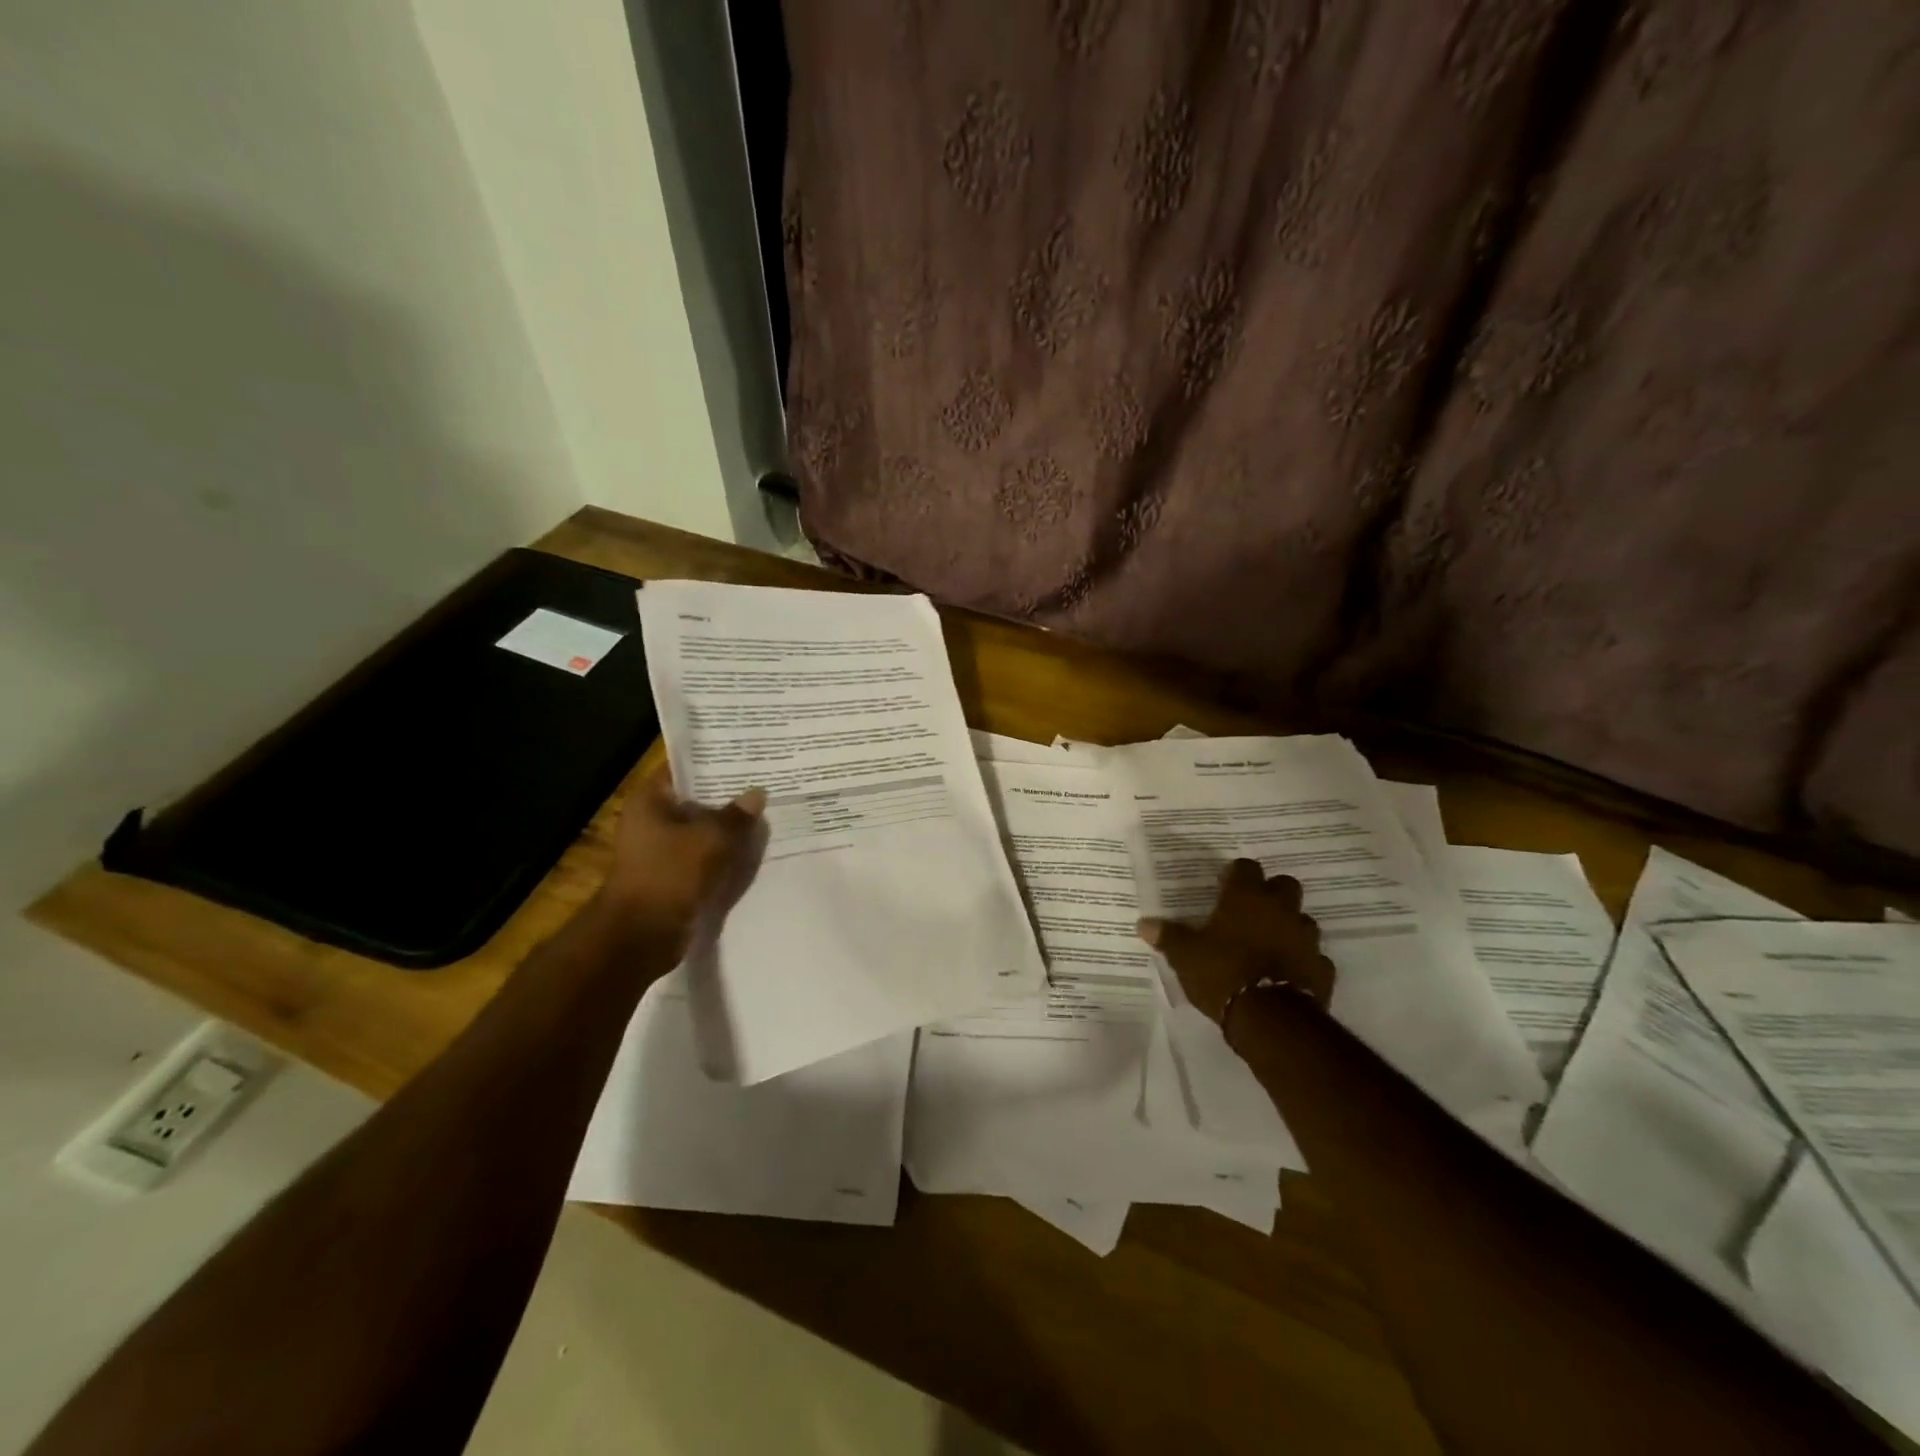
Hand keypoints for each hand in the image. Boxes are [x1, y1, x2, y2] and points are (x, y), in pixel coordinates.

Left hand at [598, 765, 767, 953]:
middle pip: (694, 801)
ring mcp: (659, 851)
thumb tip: (756, 794)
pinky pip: (702, 858)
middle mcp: (650, 821)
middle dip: (727, 798)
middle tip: (764, 785)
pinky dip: (722, 855)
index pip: (683, 770)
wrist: (640, 936)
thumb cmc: (669, 875)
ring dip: (727, 829)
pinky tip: (752, 850)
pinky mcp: (671, 877)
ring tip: (765, 816)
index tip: (745, 759)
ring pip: (701, 832)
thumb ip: (736, 816)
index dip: (713, 764)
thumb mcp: (710, 840)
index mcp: (649, 801)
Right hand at [1137, 859, 1335, 1024]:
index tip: (1224, 886)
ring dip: (1288, 927)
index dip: (1236, 874)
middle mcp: (1280, 910)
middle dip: (1272, 894)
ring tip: (1269, 944)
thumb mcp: (1184, 955)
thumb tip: (1144, 924)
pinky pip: (1313, 958)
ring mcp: (1306, 939)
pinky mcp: (1321, 969)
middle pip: (1285, 885)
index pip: (1246, 867)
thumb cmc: (1222, 973)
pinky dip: (1301, 962)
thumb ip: (1167, 936)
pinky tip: (1286, 974)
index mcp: (1246, 898)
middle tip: (1251, 911)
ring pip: (1302, 921)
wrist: (1270, 1018)